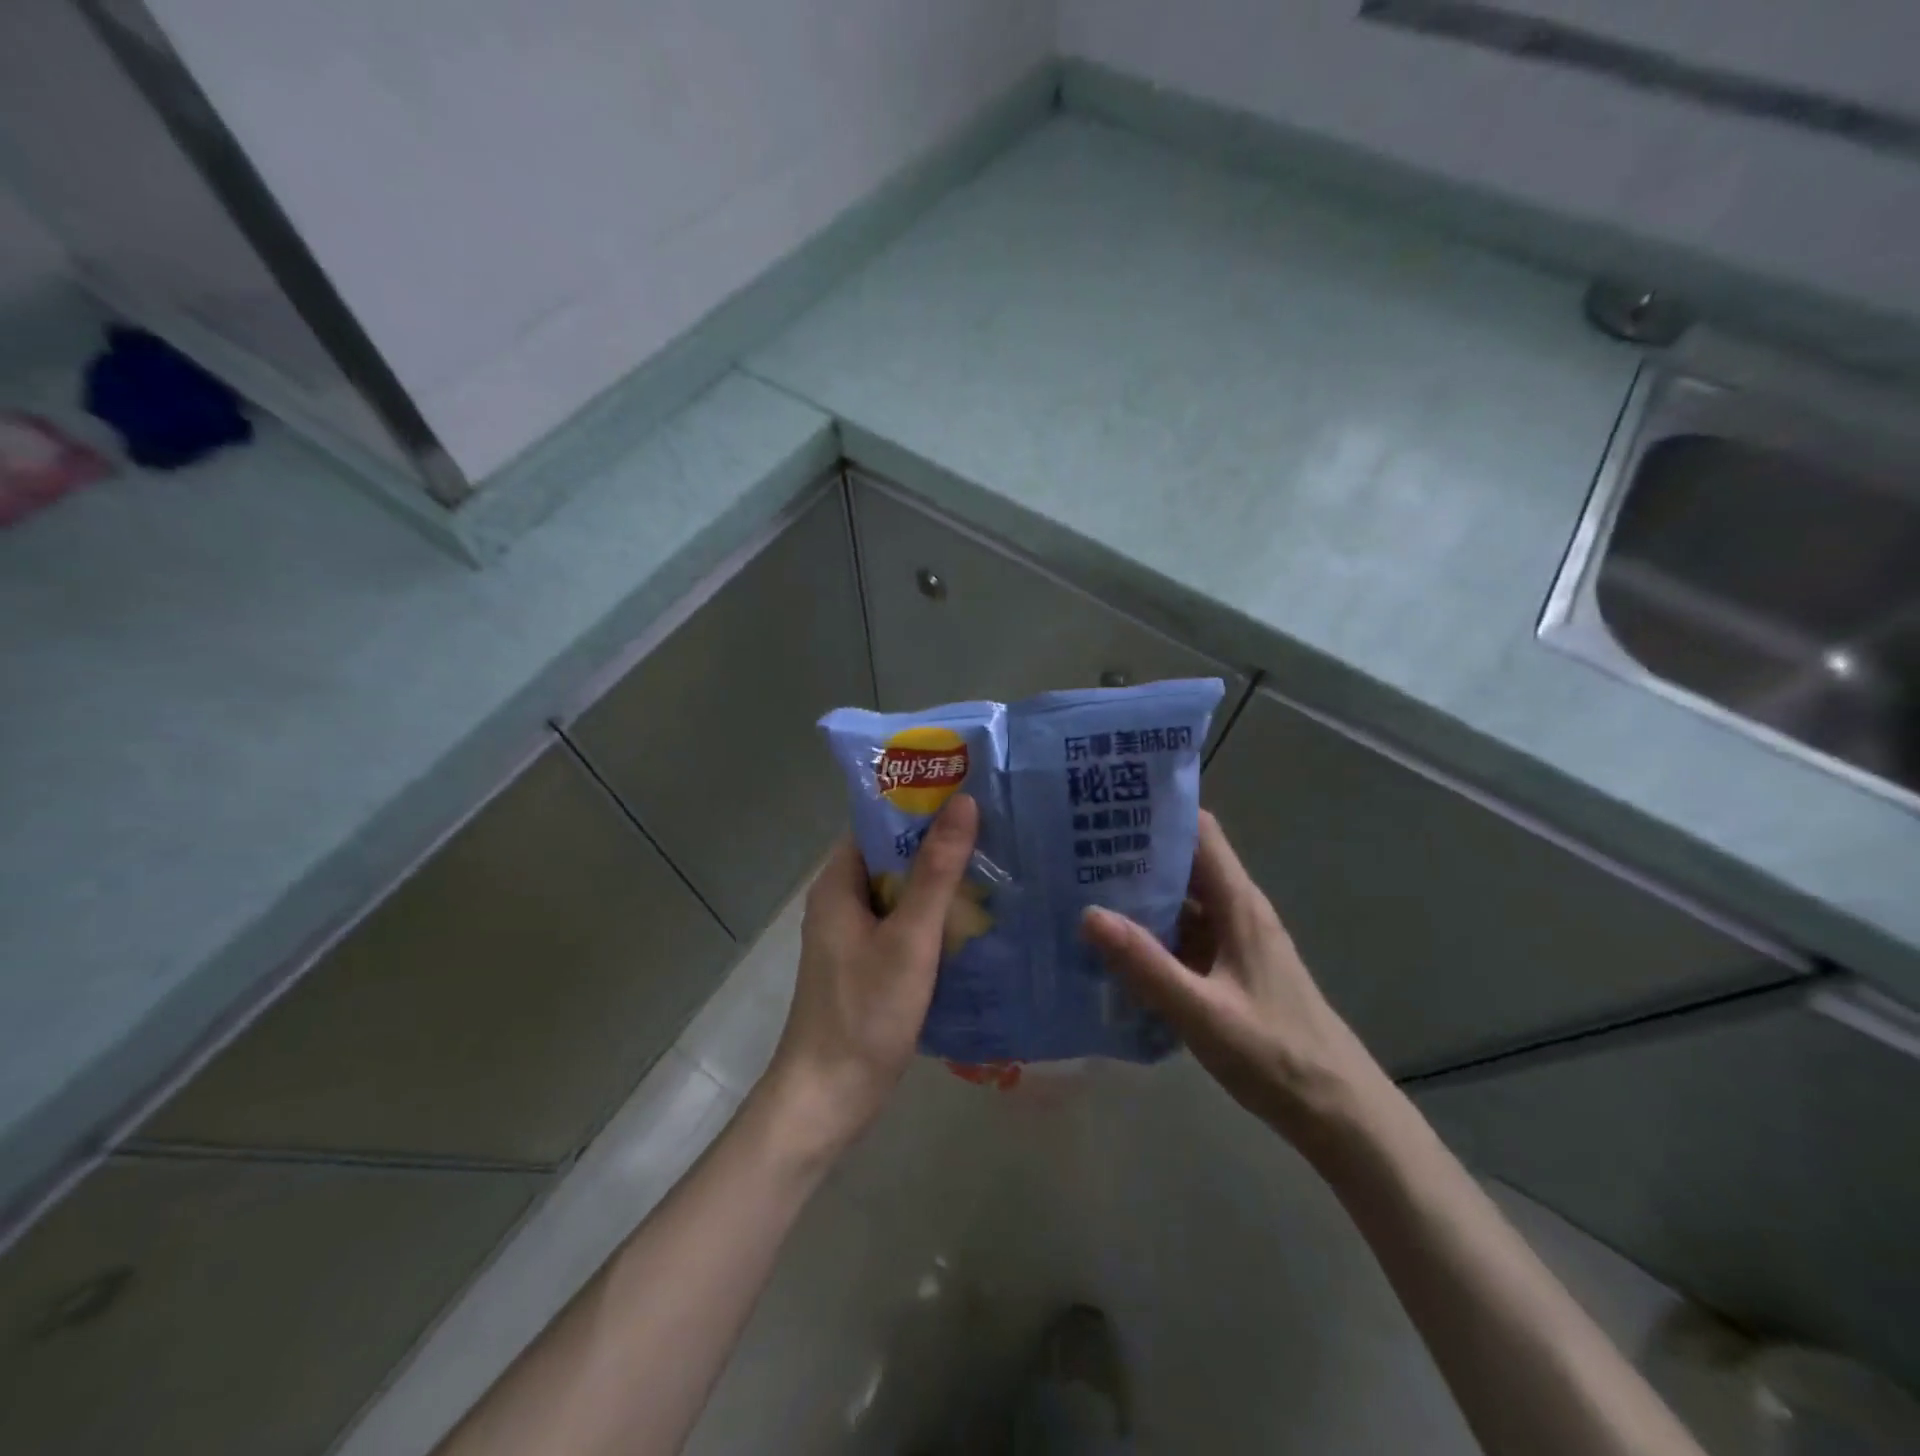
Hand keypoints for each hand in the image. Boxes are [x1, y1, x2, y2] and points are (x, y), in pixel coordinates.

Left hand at [757, 794, 979, 1164]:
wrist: (829, 1098)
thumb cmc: (864, 1012)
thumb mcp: (909, 938)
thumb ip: (936, 872)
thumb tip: (962, 802)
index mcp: (839, 883)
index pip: (879, 822)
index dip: (920, 802)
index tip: (969, 789)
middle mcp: (843, 901)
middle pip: (894, 855)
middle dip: (940, 841)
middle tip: (996, 824)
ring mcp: (856, 935)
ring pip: (903, 892)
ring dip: (942, 880)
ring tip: (998, 861)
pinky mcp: (871, 964)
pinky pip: (906, 924)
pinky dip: (937, 916)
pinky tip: (980, 918)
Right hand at [1081, 810, 1386, 1158]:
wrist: (1338, 1113)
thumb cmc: (1276, 1055)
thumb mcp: (1202, 1013)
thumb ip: (1146, 965)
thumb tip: (1088, 914)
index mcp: (1238, 905)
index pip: (1200, 832)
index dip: (1158, 813)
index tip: (1107, 808)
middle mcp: (1237, 912)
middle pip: (1184, 864)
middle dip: (1134, 855)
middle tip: (1075, 853)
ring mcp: (1233, 942)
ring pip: (1180, 903)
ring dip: (1138, 898)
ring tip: (1081, 894)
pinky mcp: (1228, 970)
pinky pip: (1183, 938)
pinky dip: (1150, 936)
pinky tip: (1113, 950)